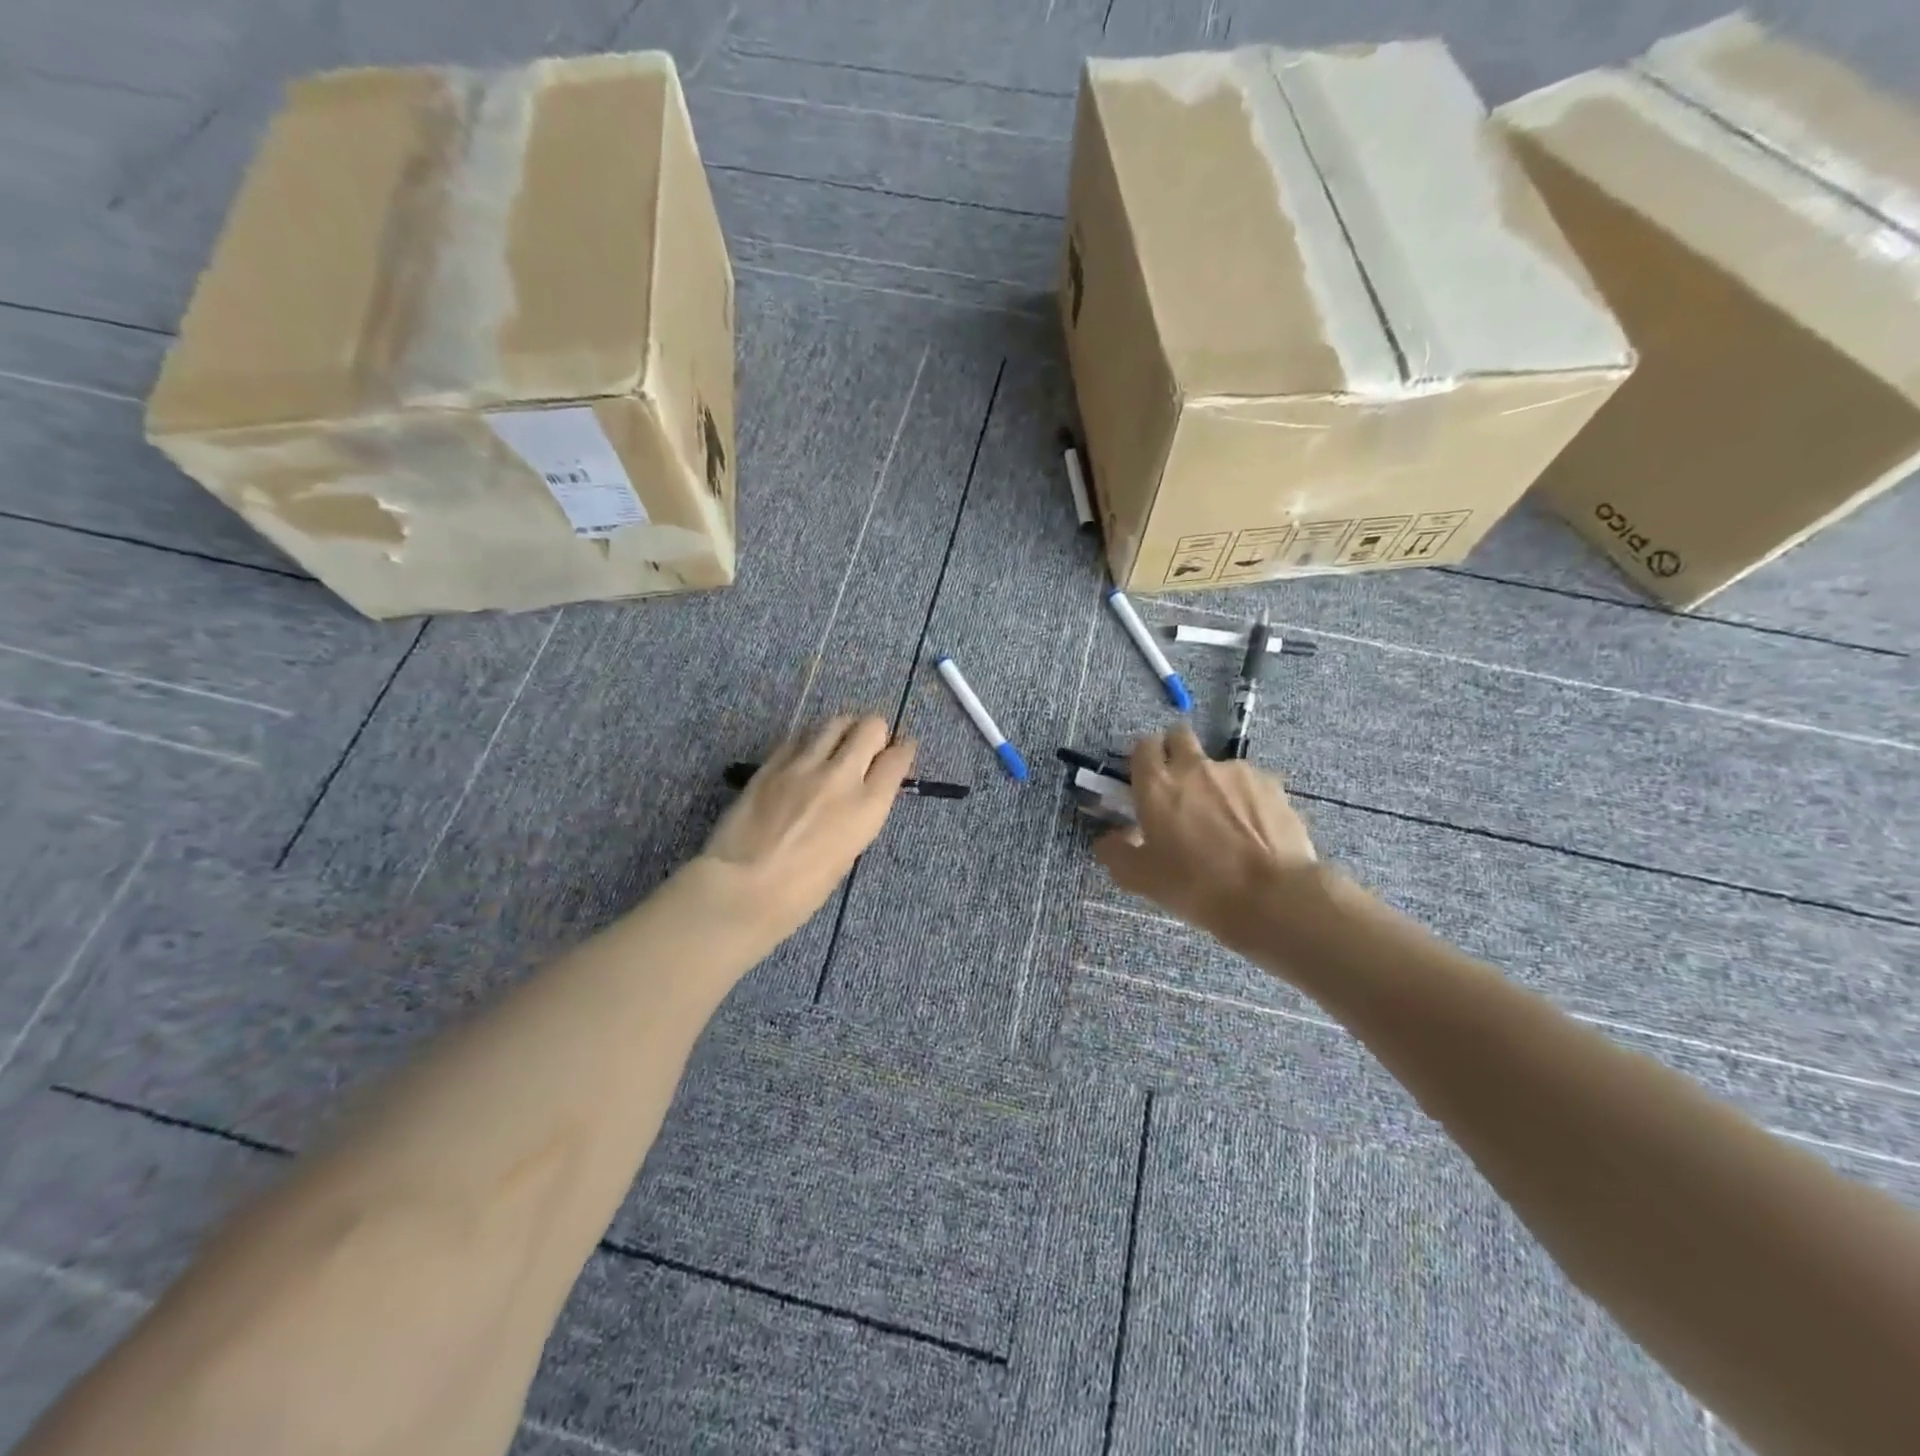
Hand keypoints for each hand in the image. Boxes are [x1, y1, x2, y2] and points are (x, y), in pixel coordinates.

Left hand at [697, 716, 915, 938]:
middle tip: (868, 746)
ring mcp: (804, 764)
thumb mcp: (848, 853)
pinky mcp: (772, 762)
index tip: (901, 751)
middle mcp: (842, 775)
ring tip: (836, 744)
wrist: (744, 887)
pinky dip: (808, 743)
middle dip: (875, 733)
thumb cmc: (802, 890)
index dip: (903, 750)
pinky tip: (803, 758)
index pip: (898, 758)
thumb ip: (858, 815)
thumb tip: (858, 797)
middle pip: (870, 727)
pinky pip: (799, 738)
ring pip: (835, 723)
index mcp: (868, 806)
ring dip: (842, 730)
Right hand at [1095, 726, 1317, 937]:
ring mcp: (1237, 772)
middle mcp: (1194, 767)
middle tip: (1179, 786)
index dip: (1144, 758)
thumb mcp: (1141, 878)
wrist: (1271, 896)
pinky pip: (1250, 783)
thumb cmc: (1196, 886)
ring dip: (1214, 782)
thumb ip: (1116, 852)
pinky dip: (1246, 799)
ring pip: (1217, 764)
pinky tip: (1253, 830)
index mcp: (1157, 785)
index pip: (1143, 746)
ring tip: (1224, 821)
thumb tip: (1108, 839)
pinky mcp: (1272, 785)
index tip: (1146, 778)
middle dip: (1176, 750)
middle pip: (1180, 736)